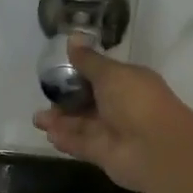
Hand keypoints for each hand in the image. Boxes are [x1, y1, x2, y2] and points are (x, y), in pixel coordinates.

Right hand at [31, 41, 192, 192]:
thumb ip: (88, 60)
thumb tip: (72, 37)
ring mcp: (112, 132)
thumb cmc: (135, 102)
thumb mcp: (110, 74)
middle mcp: (121, 107)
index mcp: (127, 83)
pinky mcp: (104, 155)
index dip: (79, 75)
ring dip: (60, 122)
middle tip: (44, 98)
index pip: (100, 77)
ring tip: (38, 120)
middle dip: (65, 101)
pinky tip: (49, 135)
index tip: (56, 73)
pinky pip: (81, 145)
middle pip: (88, 103)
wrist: (154, 148)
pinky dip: (66, 140)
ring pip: (82, 125)